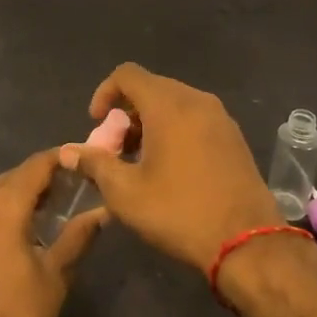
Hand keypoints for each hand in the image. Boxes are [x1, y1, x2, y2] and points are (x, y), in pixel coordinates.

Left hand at [0, 148, 107, 316]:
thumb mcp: (54, 276)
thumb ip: (78, 236)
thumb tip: (103, 211)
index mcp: (0, 206)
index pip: (36, 166)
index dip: (61, 158)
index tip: (85, 159)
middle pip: (15, 176)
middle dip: (44, 177)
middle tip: (76, 185)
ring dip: (23, 194)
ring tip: (55, 205)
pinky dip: (3, 209)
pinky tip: (24, 226)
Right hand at [66, 63, 280, 275]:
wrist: (248, 243)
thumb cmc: (180, 212)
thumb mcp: (125, 193)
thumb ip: (94, 164)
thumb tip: (69, 152)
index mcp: (168, 105)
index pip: (127, 74)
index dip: (105, 92)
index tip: (96, 124)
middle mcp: (196, 100)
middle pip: (151, 87)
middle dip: (126, 112)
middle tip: (115, 147)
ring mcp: (220, 117)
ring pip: (174, 103)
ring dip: (150, 122)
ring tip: (140, 160)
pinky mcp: (233, 137)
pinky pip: (195, 118)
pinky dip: (174, 129)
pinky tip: (170, 166)